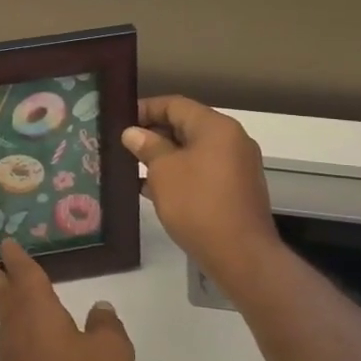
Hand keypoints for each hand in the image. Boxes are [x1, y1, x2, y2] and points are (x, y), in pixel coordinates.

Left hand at [0, 240, 133, 360]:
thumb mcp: (112, 354)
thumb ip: (106, 325)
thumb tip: (99, 309)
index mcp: (36, 311)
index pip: (24, 274)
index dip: (17, 258)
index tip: (7, 244)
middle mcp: (16, 329)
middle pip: (3, 294)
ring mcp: (9, 359)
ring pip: (6, 320)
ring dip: (7, 303)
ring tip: (13, 294)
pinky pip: (14, 344)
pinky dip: (20, 331)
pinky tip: (35, 340)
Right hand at [120, 96, 285, 300]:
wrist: (241, 255)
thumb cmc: (198, 204)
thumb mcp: (164, 171)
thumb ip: (148, 146)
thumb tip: (133, 132)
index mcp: (216, 127)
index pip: (175, 104)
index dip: (145, 109)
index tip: (119, 120)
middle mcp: (231, 140)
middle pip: (186, 125)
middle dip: (153, 133)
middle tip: (122, 144)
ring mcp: (236, 166)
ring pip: (192, 151)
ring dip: (164, 156)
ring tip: (131, 166)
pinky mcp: (235, 190)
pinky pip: (201, 171)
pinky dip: (179, 174)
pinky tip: (151, 189)